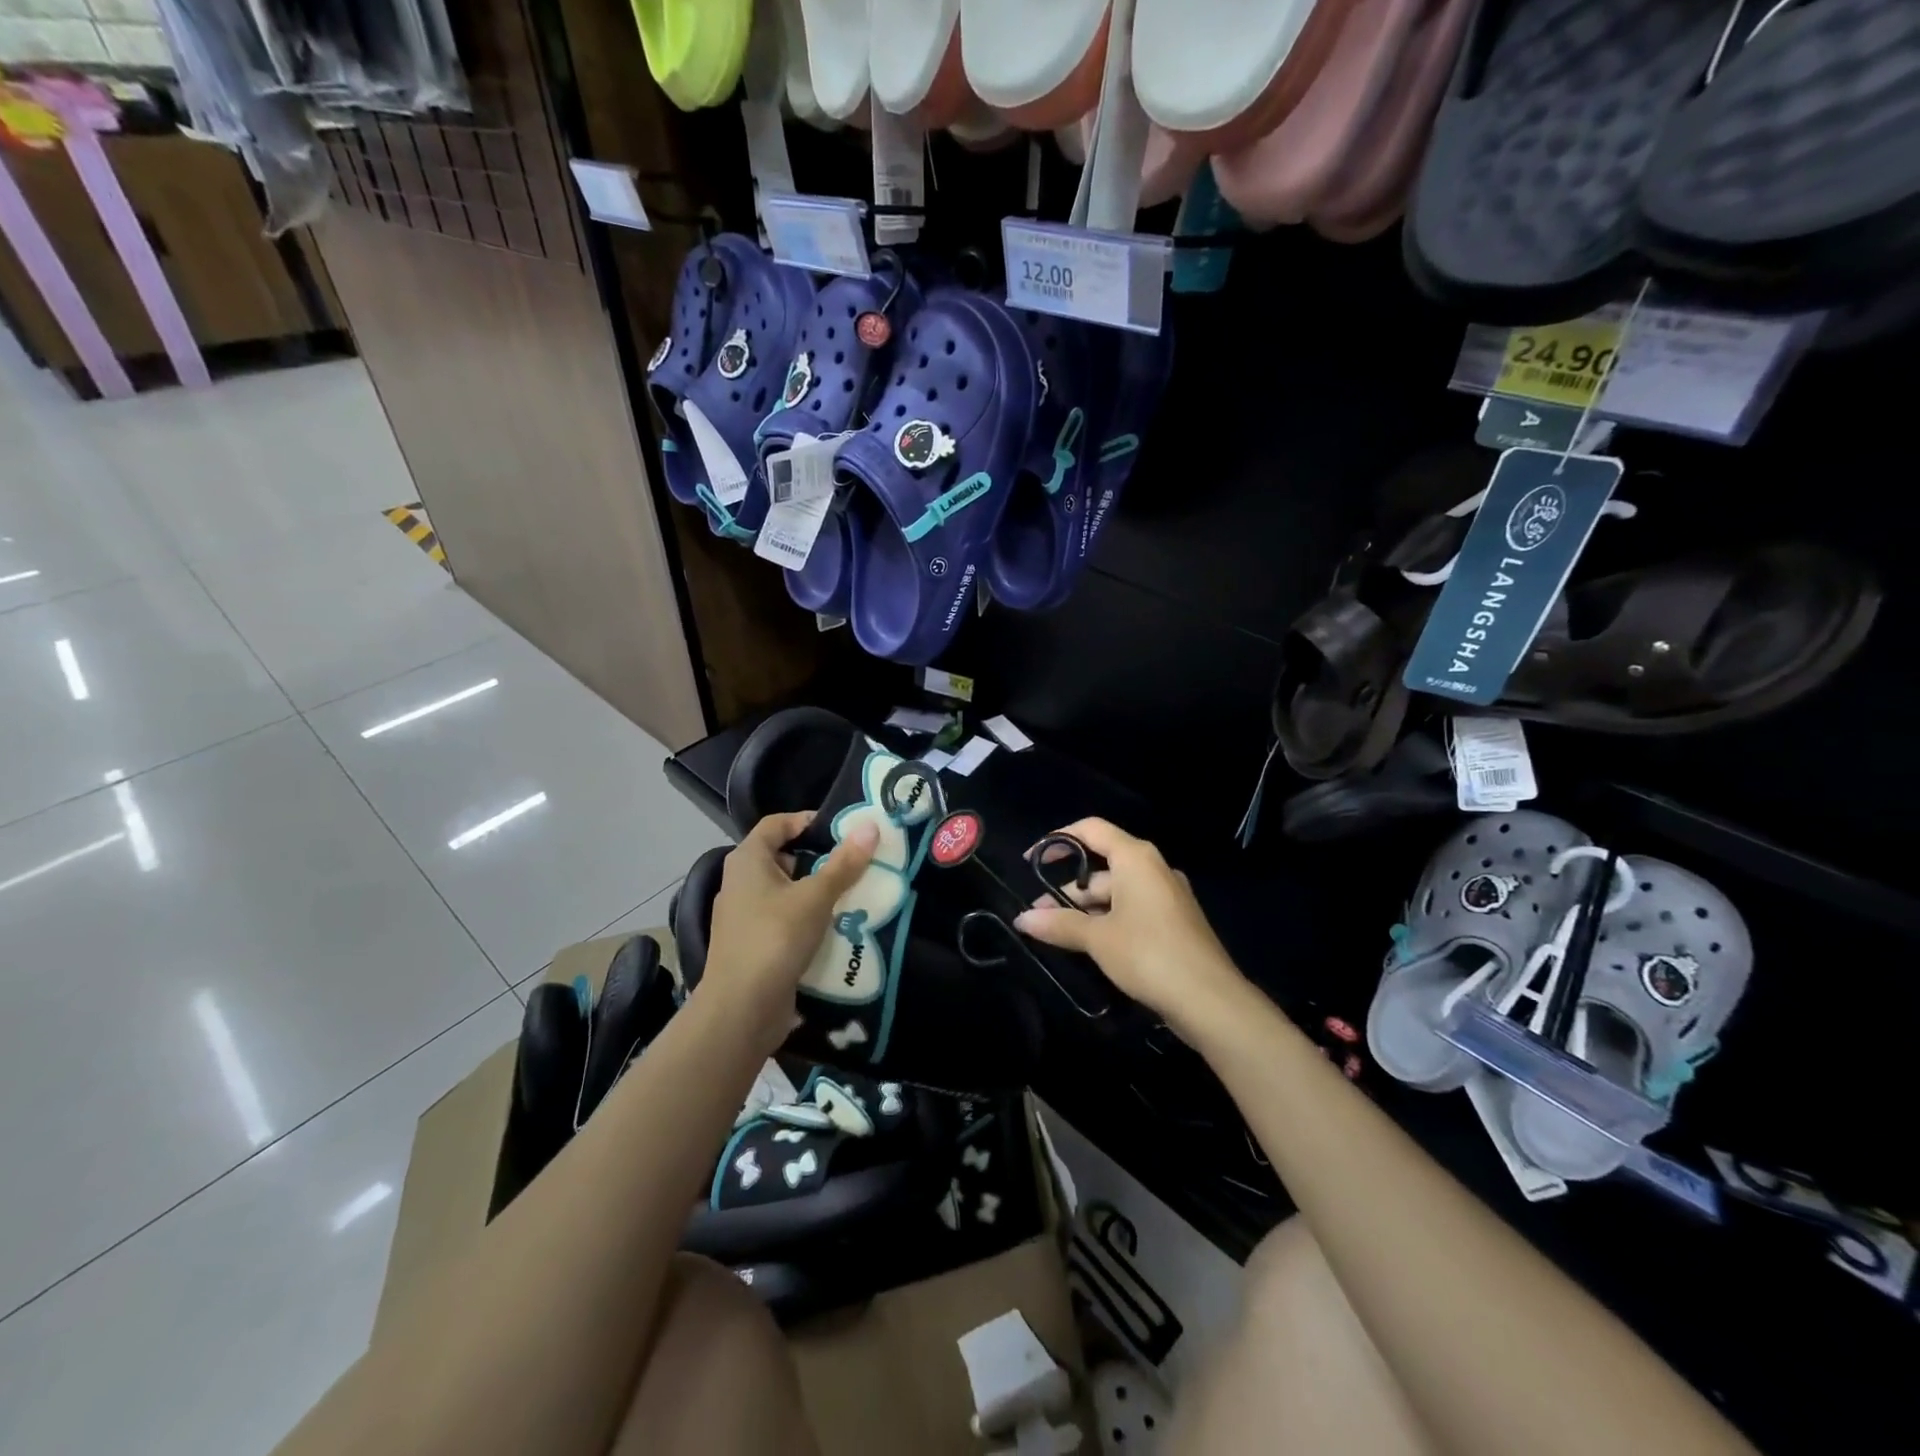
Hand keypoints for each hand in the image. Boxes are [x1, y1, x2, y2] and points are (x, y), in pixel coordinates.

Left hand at [702, 811, 878, 1052]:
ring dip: (817, 892)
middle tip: (855, 862)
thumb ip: (843, 864)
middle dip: (819, 859)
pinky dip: (808, 920)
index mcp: (747, 861)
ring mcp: (744, 917)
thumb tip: (871, 826)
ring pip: (786, 892)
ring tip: (854, 894)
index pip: (775, 824)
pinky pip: (785, 921)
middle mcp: (740, 883)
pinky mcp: (754, 945)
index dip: (806, 820)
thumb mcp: (815, 897)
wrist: (741, 1010)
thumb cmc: (775, 938)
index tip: (841, 829)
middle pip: (782, 858)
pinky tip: (837, 928)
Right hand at [1014, 818, 1244, 1035]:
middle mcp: (1153, 868)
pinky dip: (1107, 921)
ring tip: (1056, 935)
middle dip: (1067, 890)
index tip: (1031, 860)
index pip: (1091, 829)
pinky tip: (1089, 946)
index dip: (1058, 839)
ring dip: (1085, 910)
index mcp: (1136, 858)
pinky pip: (1132, 910)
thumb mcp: (1097, 938)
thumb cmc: (1149, 954)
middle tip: (1038, 916)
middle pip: (1100, 867)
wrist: (1211, 1001)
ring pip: (1115, 893)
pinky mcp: (1173, 922)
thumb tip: (1021, 918)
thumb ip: (1058, 924)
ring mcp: (1167, 896)